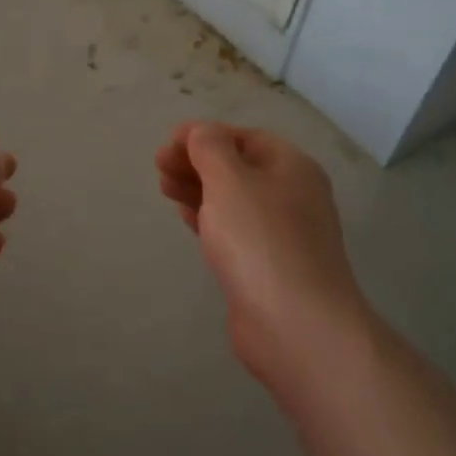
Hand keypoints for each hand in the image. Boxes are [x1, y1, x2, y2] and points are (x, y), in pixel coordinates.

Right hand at [156, 122, 363, 384]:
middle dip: (197, 162)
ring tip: (165, 189)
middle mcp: (292, 196)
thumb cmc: (260, 240)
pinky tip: (187, 219)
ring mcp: (282, 234)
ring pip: (234, 200)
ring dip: (199, 189)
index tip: (167, 145)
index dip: (204, 135)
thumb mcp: (230, 180)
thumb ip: (210, 148)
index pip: (244, 137)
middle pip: (239, 168)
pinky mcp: (268, 266)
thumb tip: (201, 132)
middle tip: (159, 168)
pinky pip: (234, 231)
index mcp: (291, 167)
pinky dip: (209, 218)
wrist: (296, 324)